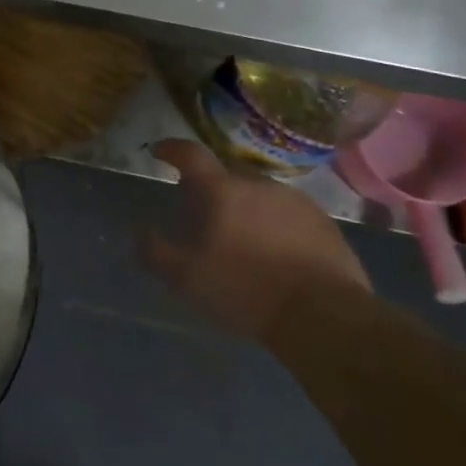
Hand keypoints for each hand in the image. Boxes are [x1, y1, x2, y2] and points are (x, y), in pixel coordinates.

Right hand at [144, 139, 370, 341]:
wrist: (325, 316)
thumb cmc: (245, 290)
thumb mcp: (186, 278)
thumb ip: (156, 251)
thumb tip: (140, 230)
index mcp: (222, 190)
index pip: (191, 154)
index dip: (172, 149)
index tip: (160, 152)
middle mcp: (259, 184)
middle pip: (227, 176)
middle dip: (212, 188)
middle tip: (203, 213)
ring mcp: (296, 201)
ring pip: (260, 195)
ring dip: (246, 208)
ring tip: (242, 238)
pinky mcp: (324, 224)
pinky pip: (289, 215)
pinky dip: (275, 226)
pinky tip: (276, 254)